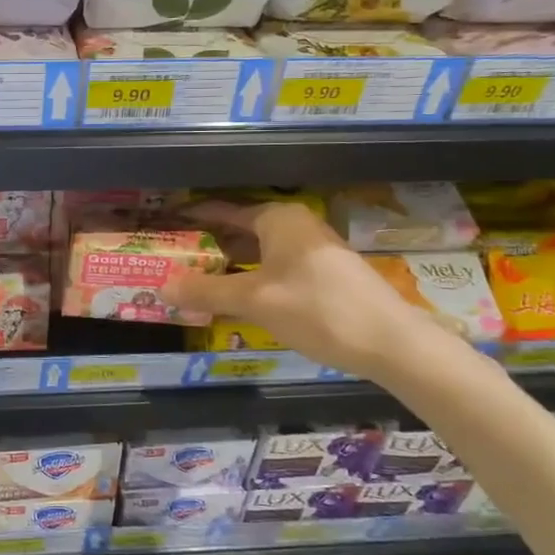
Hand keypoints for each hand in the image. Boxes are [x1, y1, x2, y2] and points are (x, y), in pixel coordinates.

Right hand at [161, 201, 446, 380]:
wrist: (392, 343)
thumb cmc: (318, 310)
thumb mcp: (255, 301)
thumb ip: (207, 292)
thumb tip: (162, 288)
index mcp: (278, 218)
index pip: (223, 210)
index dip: (193, 217)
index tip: (165, 224)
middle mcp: (296, 226)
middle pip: (240, 231)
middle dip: (209, 246)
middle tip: (174, 260)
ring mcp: (313, 250)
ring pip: (258, 252)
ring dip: (229, 266)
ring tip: (195, 281)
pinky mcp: (325, 275)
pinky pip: (275, 268)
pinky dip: (252, 278)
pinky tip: (237, 299)